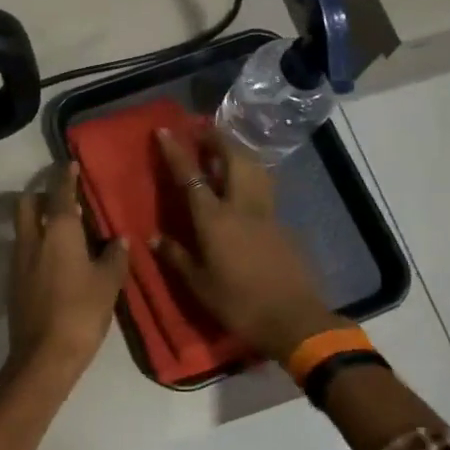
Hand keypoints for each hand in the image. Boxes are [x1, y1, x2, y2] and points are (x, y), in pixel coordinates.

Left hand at [7, 164, 129, 379]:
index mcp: (58, 231)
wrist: (43, 356)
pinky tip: (56, 259)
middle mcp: (32, 238)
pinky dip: (36, 243)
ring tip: (63, 230)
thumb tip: (119, 240)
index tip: (69, 164)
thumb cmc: (81, 312)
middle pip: (27, 202)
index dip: (64, 176)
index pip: (59, 193)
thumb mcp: (108, 283)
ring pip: (23, 226)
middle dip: (41, 194)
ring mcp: (18, 260)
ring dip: (38, 219)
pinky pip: (24, 249)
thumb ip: (115, 257)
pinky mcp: (13, 281)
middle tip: (63, 200)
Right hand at [152, 128, 343, 360]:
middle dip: (217, 139)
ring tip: (224, 149)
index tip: (165, 130)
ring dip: (238, 152)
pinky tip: (244, 183)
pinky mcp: (282, 224)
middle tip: (202, 130)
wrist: (293, 320)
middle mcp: (241, 206)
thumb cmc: (239, 304)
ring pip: (254, 168)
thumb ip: (177, 257)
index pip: (192, 176)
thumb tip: (155, 238)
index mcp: (215, 220)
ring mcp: (266, 213)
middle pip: (233, 158)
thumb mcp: (199, 285)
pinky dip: (251, 175)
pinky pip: (264, 188)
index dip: (177, 151)